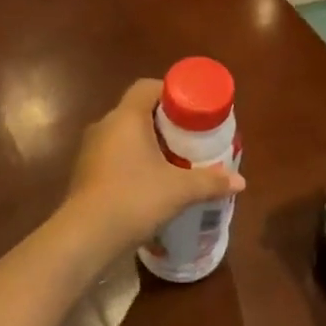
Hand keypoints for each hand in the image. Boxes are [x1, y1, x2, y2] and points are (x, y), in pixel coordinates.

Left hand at [56, 80, 244, 261]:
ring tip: (174, 161)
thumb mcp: (179, 190)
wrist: (85, 237)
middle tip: (190, 137)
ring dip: (148, 144)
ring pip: (125, 136)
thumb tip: (241, 181)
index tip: (192, 109)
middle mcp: (105, 126)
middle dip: (165, 122)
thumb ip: (210, 181)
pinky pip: (115, 156)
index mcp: (126, 117)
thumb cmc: (133, 199)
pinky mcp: (86, 173)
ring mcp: (91, 150)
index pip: (147, 87)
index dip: (171, 92)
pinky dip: (133, 162)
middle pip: (138, 111)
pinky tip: (151, 184)